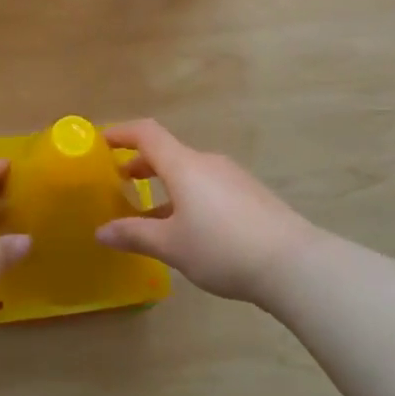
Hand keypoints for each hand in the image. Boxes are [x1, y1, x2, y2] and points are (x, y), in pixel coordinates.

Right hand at [96, 120, 322, 305]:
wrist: (293, 263)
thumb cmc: (222, 248)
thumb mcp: (171, 245)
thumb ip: (134, 235)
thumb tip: (101, 232)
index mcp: (184, 165)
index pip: (147, 133)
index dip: (121, 133)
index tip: (101, 142)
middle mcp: (207, 163)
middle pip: (168, 153)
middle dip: (141, 165)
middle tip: (120, 183)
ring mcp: (233, 178)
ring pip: (189, 173)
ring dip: (166, 185)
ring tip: (151, 214)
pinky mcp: (250, 195)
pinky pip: (209, 187)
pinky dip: (189, 197)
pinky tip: (189, 229)